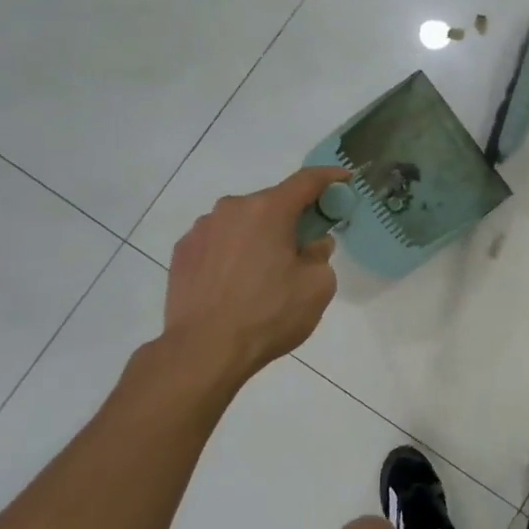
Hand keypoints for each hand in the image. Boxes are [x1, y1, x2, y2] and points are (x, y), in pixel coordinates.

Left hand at [163, 166, 347, 380]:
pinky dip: (234, 251)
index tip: (345, 179)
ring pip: (242, 222)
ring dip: (259, 234)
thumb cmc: (268, 314)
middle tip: (306, 242)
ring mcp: (202, 229)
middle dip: (293, 216)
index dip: (330, 177)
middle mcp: (232, 209)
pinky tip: (237, 281)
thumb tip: (312, 244)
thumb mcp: (317, 287)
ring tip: (266, 270)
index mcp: (268, 210)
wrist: (203, 350)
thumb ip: (321, 255)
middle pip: (272, 202)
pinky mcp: (182, 252)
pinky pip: (219, 241)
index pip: (306, 181)